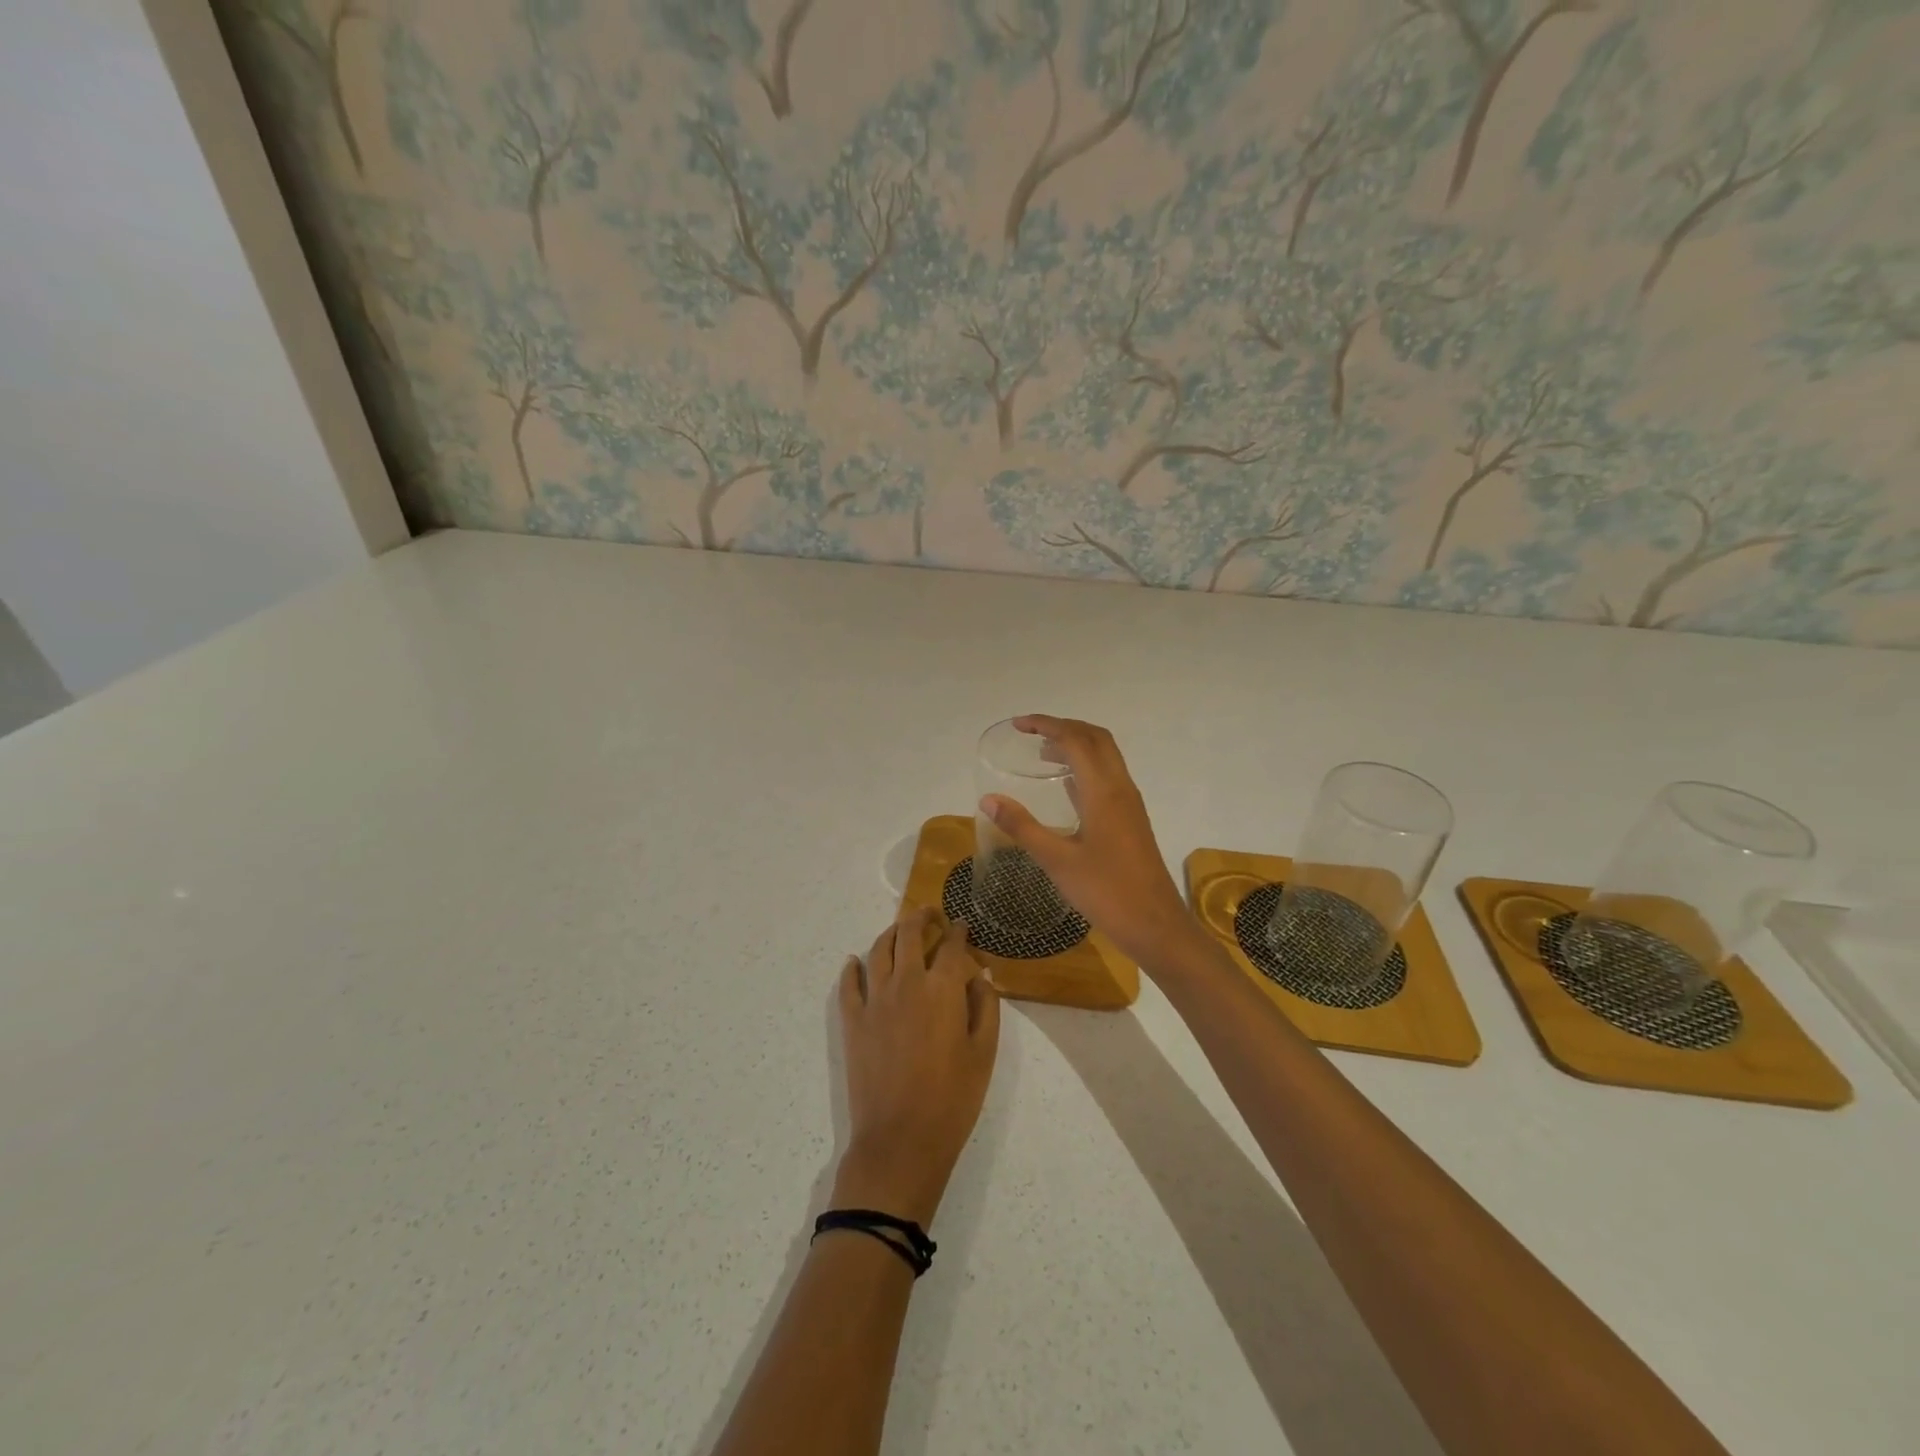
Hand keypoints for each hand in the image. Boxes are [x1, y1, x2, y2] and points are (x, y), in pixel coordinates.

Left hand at [832, 906, 999, 1226]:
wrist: (900, 1141)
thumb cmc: (952, 1099)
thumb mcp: (983, 1054)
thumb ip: (984, 1007)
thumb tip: (979, 976)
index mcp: (942, 989)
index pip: (951, 946)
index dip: (959, 931)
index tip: (963, 926)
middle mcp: (906, 983)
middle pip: (909, 934)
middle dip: (921, 917)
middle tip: (930, 913)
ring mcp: (874, 1000)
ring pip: (878, 950)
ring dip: (891, 933)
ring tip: (900, 930)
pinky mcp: (852, 1021)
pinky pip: (848, 984)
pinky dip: (852, 968)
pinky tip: (855, 962)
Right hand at [978, 715, 1196, 967]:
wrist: (1155, 925)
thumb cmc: (1106, 892)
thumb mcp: (1056, 860)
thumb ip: (1022, 827)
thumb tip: (988, 799)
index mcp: (1103, 791)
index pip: (1075, 739)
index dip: (1046, 725)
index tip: (1018, 725)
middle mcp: (1120, 788)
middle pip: (1096, 738)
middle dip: (1064, 727)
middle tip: (1031, 732)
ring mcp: (1130, 803)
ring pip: (1106, 756)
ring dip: (1077, 745)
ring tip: (1044, 753)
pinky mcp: (1132, 819)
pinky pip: (1109, 776)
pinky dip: (1086, 767)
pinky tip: (1067, 787)